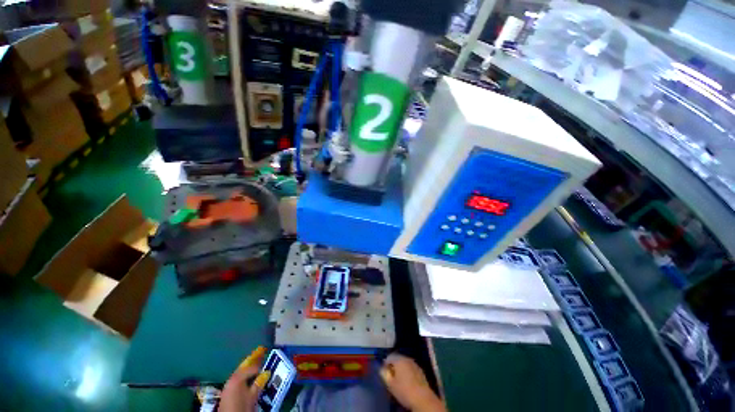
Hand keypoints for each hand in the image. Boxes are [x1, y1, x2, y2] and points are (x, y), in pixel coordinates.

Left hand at [219, 346, 270, 411]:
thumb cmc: (242, 407)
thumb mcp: (253, 396)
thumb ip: (259, 383)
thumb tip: (267, 372)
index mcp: (238, 377)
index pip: (252, 367)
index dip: (261, 364)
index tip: (267, 358)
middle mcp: (232, 378)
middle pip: (244, 366)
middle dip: (253, 359)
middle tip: (261, 350)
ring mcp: (228, 385)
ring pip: (240, 372)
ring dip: (249, 366)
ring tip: (256, 361)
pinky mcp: (227, 391)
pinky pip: (237, 378)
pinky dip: (244, 374)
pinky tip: (248, 376)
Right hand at [380, 353, 445, 411]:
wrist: (422, 398)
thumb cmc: (404, 390)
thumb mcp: (390, 384)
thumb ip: (384, 374)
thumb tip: (382, 369)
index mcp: (399, 359)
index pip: (389, 357)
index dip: (385, 364)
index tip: (384, 372)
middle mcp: (407, 358)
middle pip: (398, 359)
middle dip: (394, 366)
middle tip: (391, 375)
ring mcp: (415, 364)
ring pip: (405, 363)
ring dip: (401, 368)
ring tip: (399, 379)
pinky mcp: (421, 371)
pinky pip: (411, 368)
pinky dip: (408, 372)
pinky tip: (407, 381)